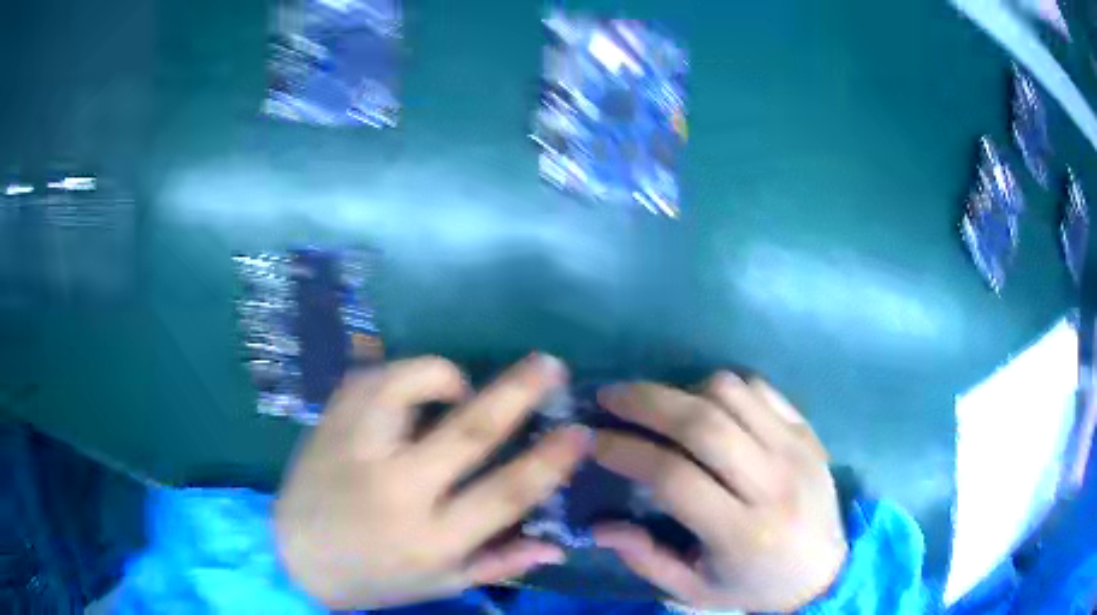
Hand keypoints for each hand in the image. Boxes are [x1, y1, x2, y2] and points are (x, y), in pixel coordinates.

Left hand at [274, 354, 589, 608]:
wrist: (298, 559)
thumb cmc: (376, 577)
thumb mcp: (441, 583)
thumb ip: (500, 562)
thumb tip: (558, 544)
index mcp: (432, 538)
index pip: (506, 494)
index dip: (550, 461)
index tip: (580, 432)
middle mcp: (397, 490)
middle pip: (466, 431)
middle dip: (516, 392)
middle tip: (548, 365)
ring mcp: (356, 452)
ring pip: (404, 388)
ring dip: (441, 374)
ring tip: (459, 380)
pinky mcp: (327, 428)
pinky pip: (364, 380)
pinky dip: (395, 373)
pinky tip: (409, 387)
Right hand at [592, 373, 846, 612]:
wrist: (825, 571)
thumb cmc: (754, 585)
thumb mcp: (694, 591)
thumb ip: (646, 558)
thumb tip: (599, 524)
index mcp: (741, 532)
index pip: (673, 476)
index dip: (625, 452)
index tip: (592, 440)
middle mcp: (771, 482)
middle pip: (702, 424)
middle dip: (646, 402)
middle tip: (610, 396)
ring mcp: (794, 449)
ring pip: (732, 394)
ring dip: (684, 390)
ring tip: (658, 404)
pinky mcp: (807, 431)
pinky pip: (760, 390)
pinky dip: (724, 388)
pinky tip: (706, 405)